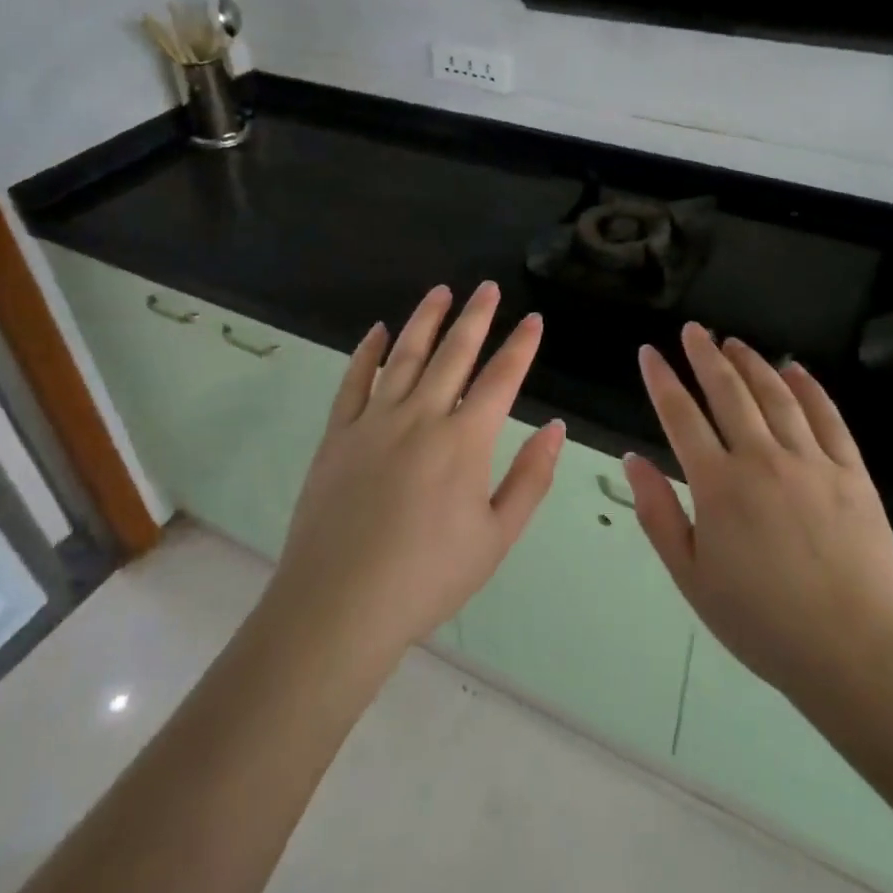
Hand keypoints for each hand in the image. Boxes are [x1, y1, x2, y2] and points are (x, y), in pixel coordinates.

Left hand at [269, 282, 565, 663]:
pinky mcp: (337, 434)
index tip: (533, 319)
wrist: (339, 604)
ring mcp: (374, 421)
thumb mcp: (496, 538)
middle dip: (475, 317)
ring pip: (404, 356)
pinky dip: (366, 353)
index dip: (520, 346)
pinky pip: (353, 381)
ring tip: (440, 292)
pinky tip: (376, 332)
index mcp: (464, 441)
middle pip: (453, 354)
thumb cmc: (427, 577)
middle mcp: (421, 416)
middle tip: (487, 287)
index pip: (501, 379)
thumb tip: (555, 428)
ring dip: (425, 321)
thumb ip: (530, 478)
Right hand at [625, 324, 892, 703]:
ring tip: (734, 342)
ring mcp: (812, 462)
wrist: (856, 653)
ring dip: (752, 364)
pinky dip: (809, 389)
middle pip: (729, 392)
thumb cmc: (762, 622)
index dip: (661, 380)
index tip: (649, 352)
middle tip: (694, 330)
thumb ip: (658, 512)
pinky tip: (795, 370)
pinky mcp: (852, 473)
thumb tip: (633, 458)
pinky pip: (828, 418)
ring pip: (776, 396)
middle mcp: (762, 459)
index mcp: (718, 485)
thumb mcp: (691, 576)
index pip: (680, 416)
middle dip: (706, 355)